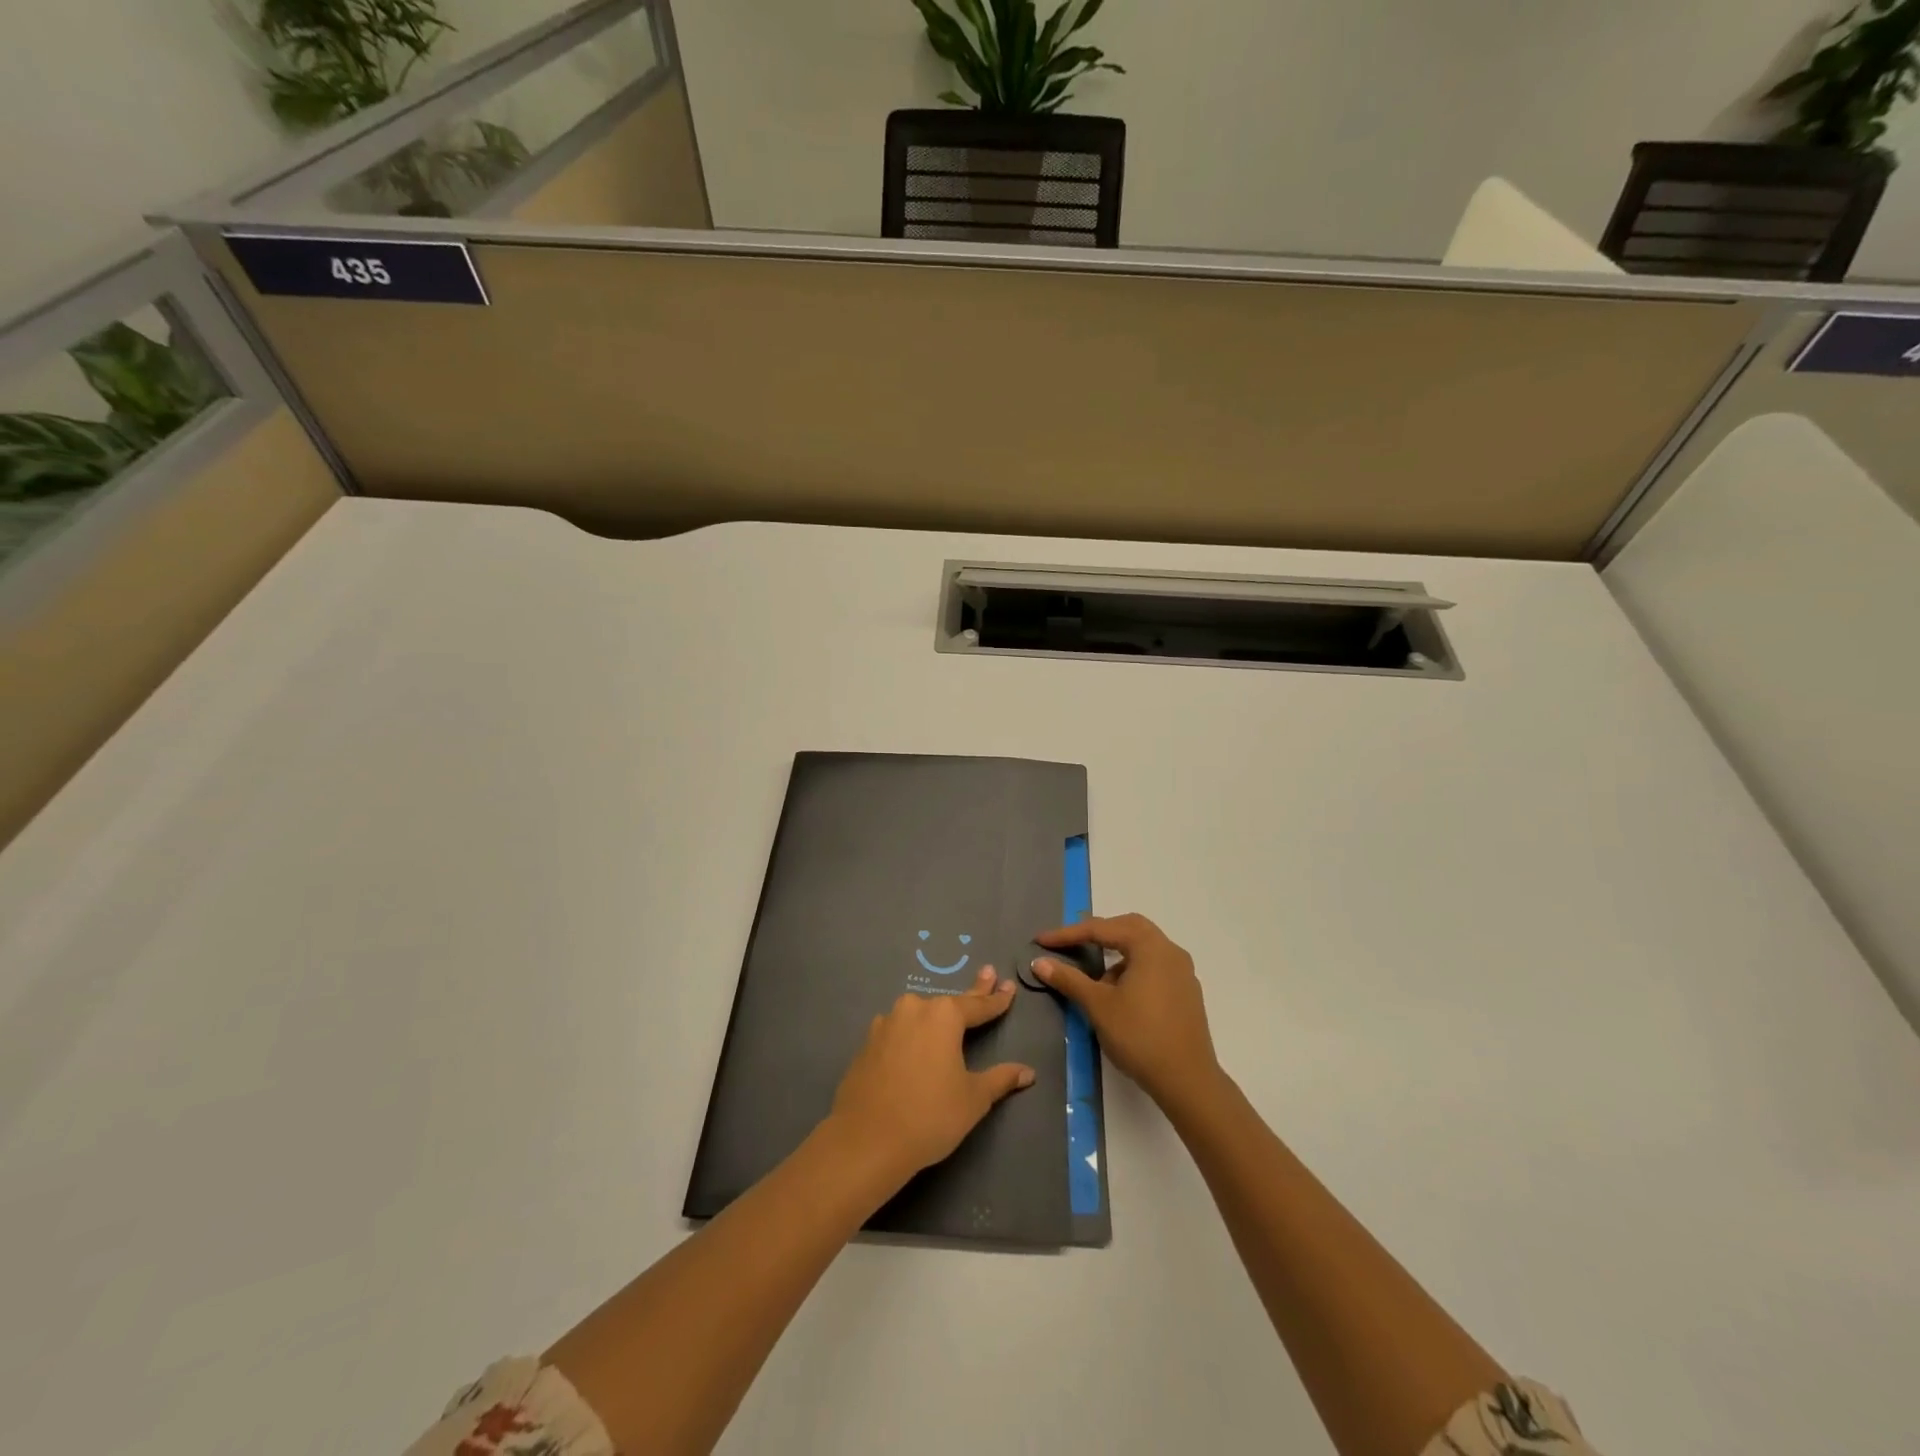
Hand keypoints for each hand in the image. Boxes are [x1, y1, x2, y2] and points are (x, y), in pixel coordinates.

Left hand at [828, 966, 1036, 1187]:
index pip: (978, 1005)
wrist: (866, 1140)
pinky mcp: (867, 1043)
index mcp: (944, 1015)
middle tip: (988, 974)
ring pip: (919, 1013)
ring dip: (936, 1013)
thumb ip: (1000, 1079)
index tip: (1009, 987)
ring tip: (950, 1012)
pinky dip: (911, 1032)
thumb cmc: (930, 1115)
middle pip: (949, 1002)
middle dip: (972, 992)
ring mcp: (886, 1024)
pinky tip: (913, 1039)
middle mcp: (914, 1009)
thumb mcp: (973, 1099)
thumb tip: (1028, 1072)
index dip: (997, 1000)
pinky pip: (898, 1030)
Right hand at [1033, 913, 1219, 1109]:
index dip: (1068, 934)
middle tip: (1071, 944)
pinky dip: (1133, 969)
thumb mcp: (1098, 1006)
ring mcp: (1183, 972)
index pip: (1102, 929)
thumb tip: (1039, 962)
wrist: (1188, 1081)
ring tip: (1096, 981)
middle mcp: (1170, 951)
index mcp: (1150, 947)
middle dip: (1097, 933)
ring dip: (1116, 954)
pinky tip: (1120, 996)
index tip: (1042, 941)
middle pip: (1128, 928)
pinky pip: (1154, 967)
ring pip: (1143, 948)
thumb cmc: (1140, 1036)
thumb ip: (1069, 979)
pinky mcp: (1187, 993)